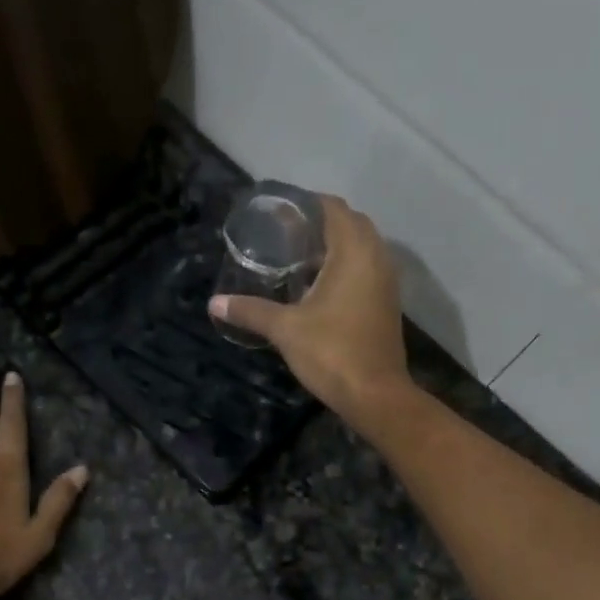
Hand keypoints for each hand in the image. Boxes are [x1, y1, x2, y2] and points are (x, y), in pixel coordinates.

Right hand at [209, 196, 412, 423]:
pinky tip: (317, 285)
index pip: (334, 208)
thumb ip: (251, 311)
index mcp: (354, 252)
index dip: (306, 204)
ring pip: (361, 247)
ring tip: (297, 257)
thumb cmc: (332, 352)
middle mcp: (377, 258)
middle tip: (285, 234)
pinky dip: (344, 267)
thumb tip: (214, 303)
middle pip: (350, 223)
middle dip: (319, 223)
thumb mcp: (285, 329)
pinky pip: (365, 269)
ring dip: (333, 246)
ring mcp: (386, 281)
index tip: (278, 211)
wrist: (375, 395)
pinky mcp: (386, 303)